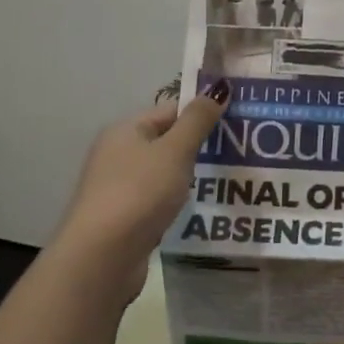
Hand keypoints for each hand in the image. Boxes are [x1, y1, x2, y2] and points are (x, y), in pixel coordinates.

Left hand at [54, 81, 228, 302]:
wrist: (103, 256)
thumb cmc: (139, 193)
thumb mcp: (174, 151)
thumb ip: (198, 121)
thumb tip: (219, 88)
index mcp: (125, 131)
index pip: (170, 111)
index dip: (201, 113)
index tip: (236, 122)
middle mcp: (117, 154)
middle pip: (167, 141)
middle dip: (200, 146)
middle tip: (240, 151)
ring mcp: (119, 188)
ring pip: (164, 172)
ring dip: (191, 176)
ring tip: (229, 179)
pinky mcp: (125, 218)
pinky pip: (159, 199)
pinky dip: (178, 200)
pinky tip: (202, 208)